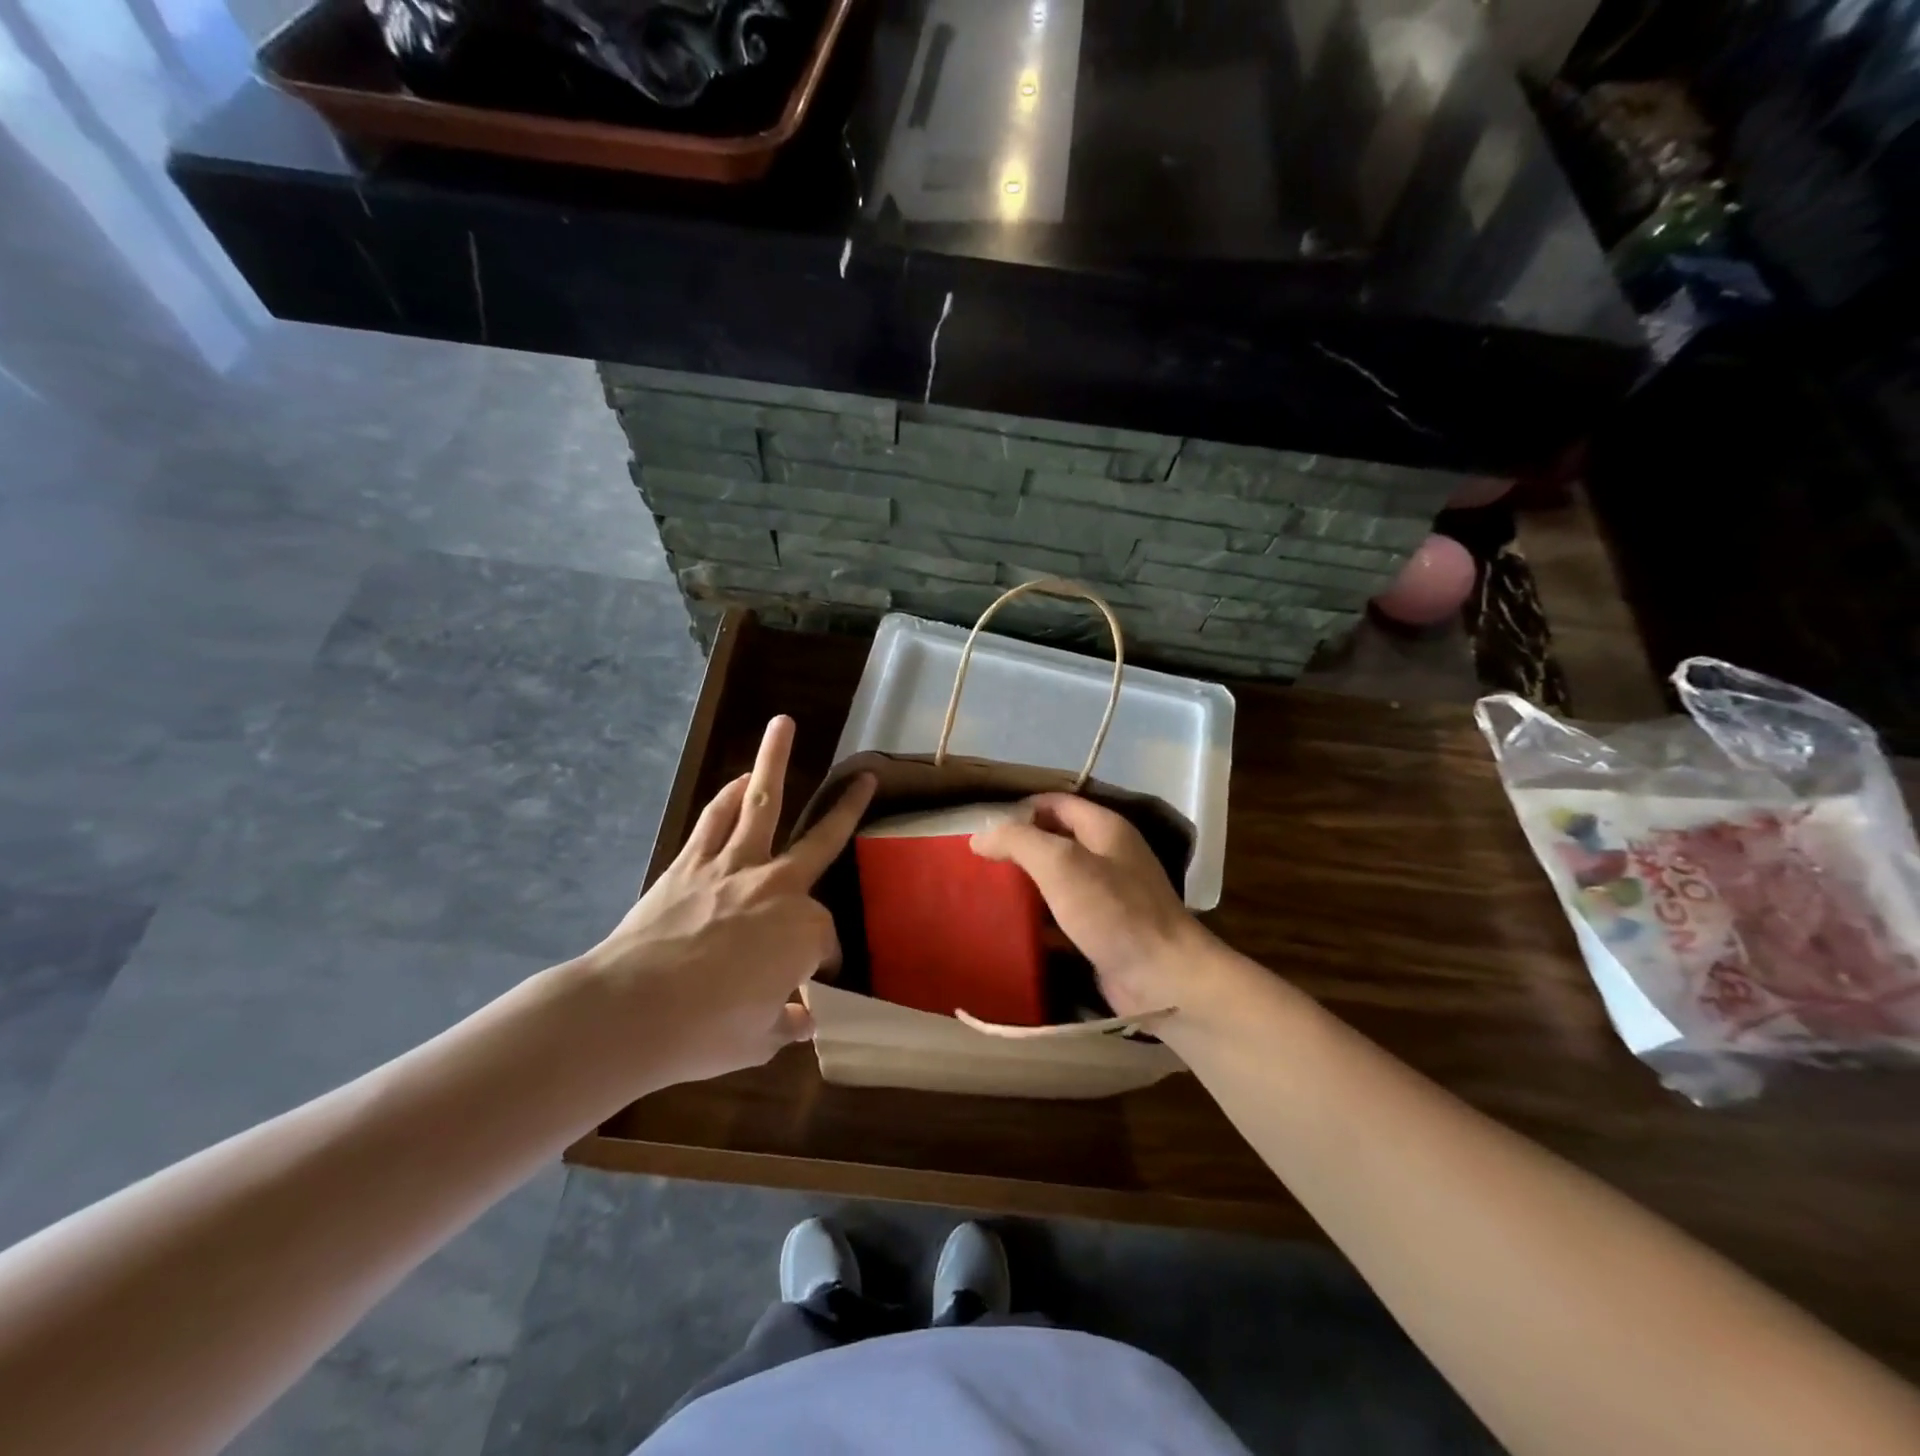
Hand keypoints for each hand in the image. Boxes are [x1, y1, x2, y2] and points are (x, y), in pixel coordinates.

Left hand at [578, 716, 874, 1087]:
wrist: (632, 1011)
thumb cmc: (706, 1031)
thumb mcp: (759, 1040)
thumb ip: (787, 1023)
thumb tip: (803, 1018)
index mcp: (804, 932)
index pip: (825, 942)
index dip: (819, 964)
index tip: (807, 987)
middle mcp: (778, 887)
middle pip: (821, 840)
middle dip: (847, 808)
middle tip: (865, 777)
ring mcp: (733, 867)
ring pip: (762, 804)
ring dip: (773, 762)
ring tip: (781, 725)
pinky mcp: (691, 862)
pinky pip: (717, 819)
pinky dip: (730, 796)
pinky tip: (740, 781)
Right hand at [970, 793, 1210, 1018]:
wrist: (1163, 979)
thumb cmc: (1112, 911)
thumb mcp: (1060, 864)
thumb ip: (1019, 841)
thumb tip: (980, 836)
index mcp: (1104, 828)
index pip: (1054, 803)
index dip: (1018, 810)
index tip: (983, 830)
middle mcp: (1109, 855)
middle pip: (1054, 840)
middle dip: (1019, 848)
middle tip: (979, 863)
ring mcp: (1108, 895)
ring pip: (1057, 880)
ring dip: (1026, 885)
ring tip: (986, 893)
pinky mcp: (1103, 931)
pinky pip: (1063, 916)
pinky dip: (1039, 919)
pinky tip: (1012, 929)